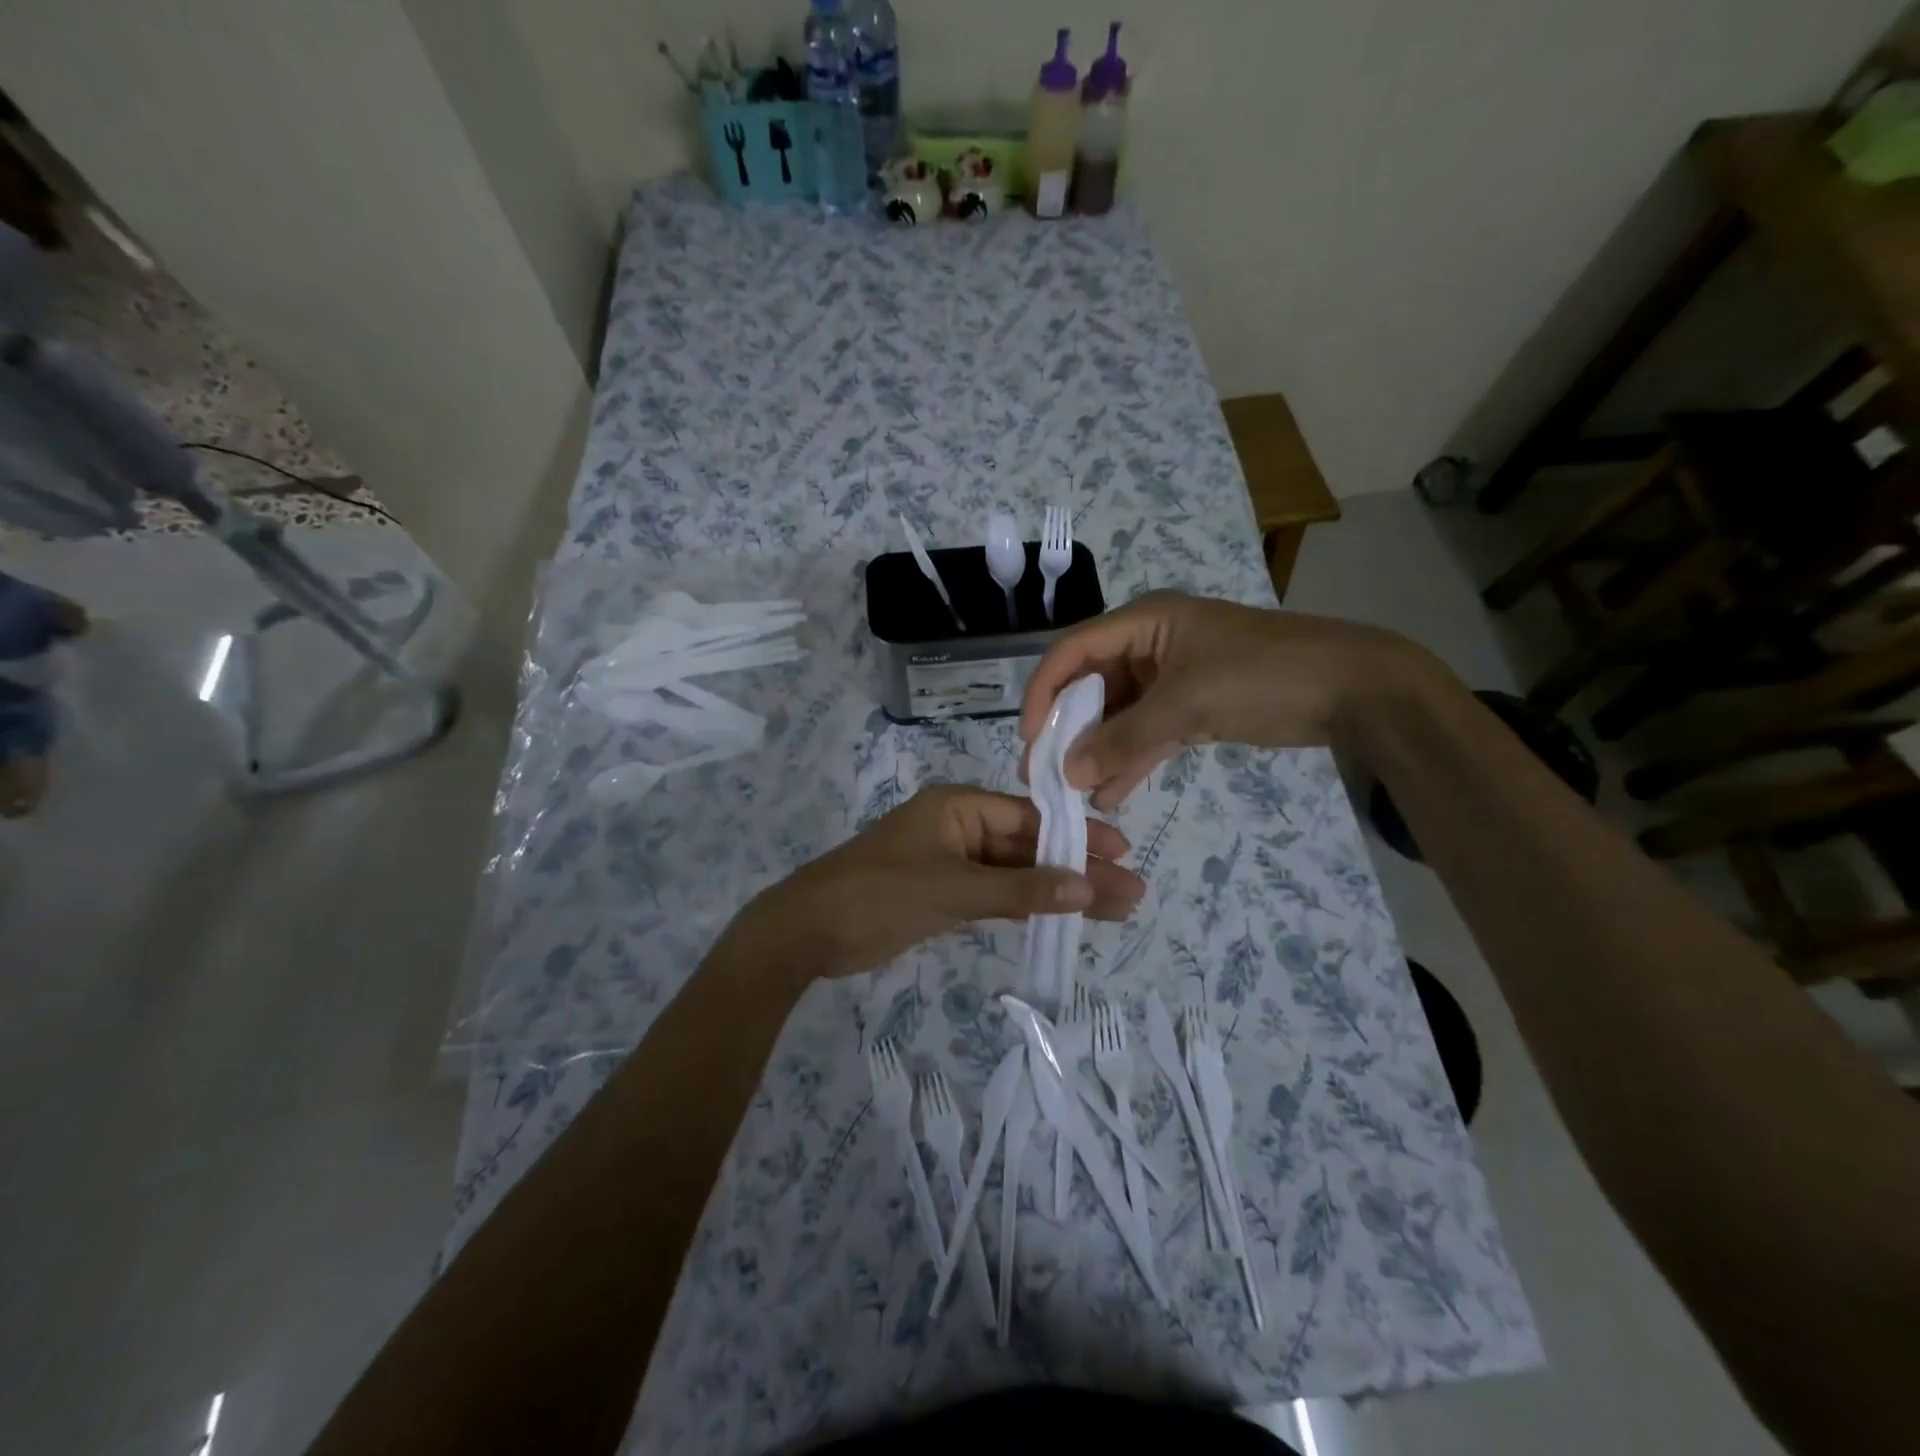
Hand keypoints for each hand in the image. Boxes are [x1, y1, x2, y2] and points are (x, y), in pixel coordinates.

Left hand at [739, 786, 1145, 978]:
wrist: (808, 931)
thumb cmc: (878, 894)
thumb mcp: (953, 889)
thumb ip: (1020, 889)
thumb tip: (1088, 887)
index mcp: (958, 807)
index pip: (1030, 817)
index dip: (1076, 836)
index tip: (1121, 854)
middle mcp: (959, 827)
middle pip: (1028, 847)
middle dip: (1076, 869)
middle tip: (1130, 893)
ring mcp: (951, 862)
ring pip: (1015, 874)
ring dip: (1056, 891)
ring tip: (1112, 910)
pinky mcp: (943, 895)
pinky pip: (995, 895)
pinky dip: (1025, 906)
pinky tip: (1062, 916)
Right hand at [1020, 590, 1443, 810]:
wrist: (1353, 689)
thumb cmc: (1262, 676)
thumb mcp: (1186, 704)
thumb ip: (1124, 739)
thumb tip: (1068, 773)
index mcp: (1144, 622)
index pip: (1073, 651)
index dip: (1043, 691)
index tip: (1029, 737)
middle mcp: (1150, 645)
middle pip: (1092, 686)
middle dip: (1068, 729)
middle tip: (1043, 773)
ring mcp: (1172, 678)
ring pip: (1120, 715)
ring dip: (1099, 752)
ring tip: (1073, 794)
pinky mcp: (1193, 708)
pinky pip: (1149, 733)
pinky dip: (1132, 760)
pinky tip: (1110, 794)